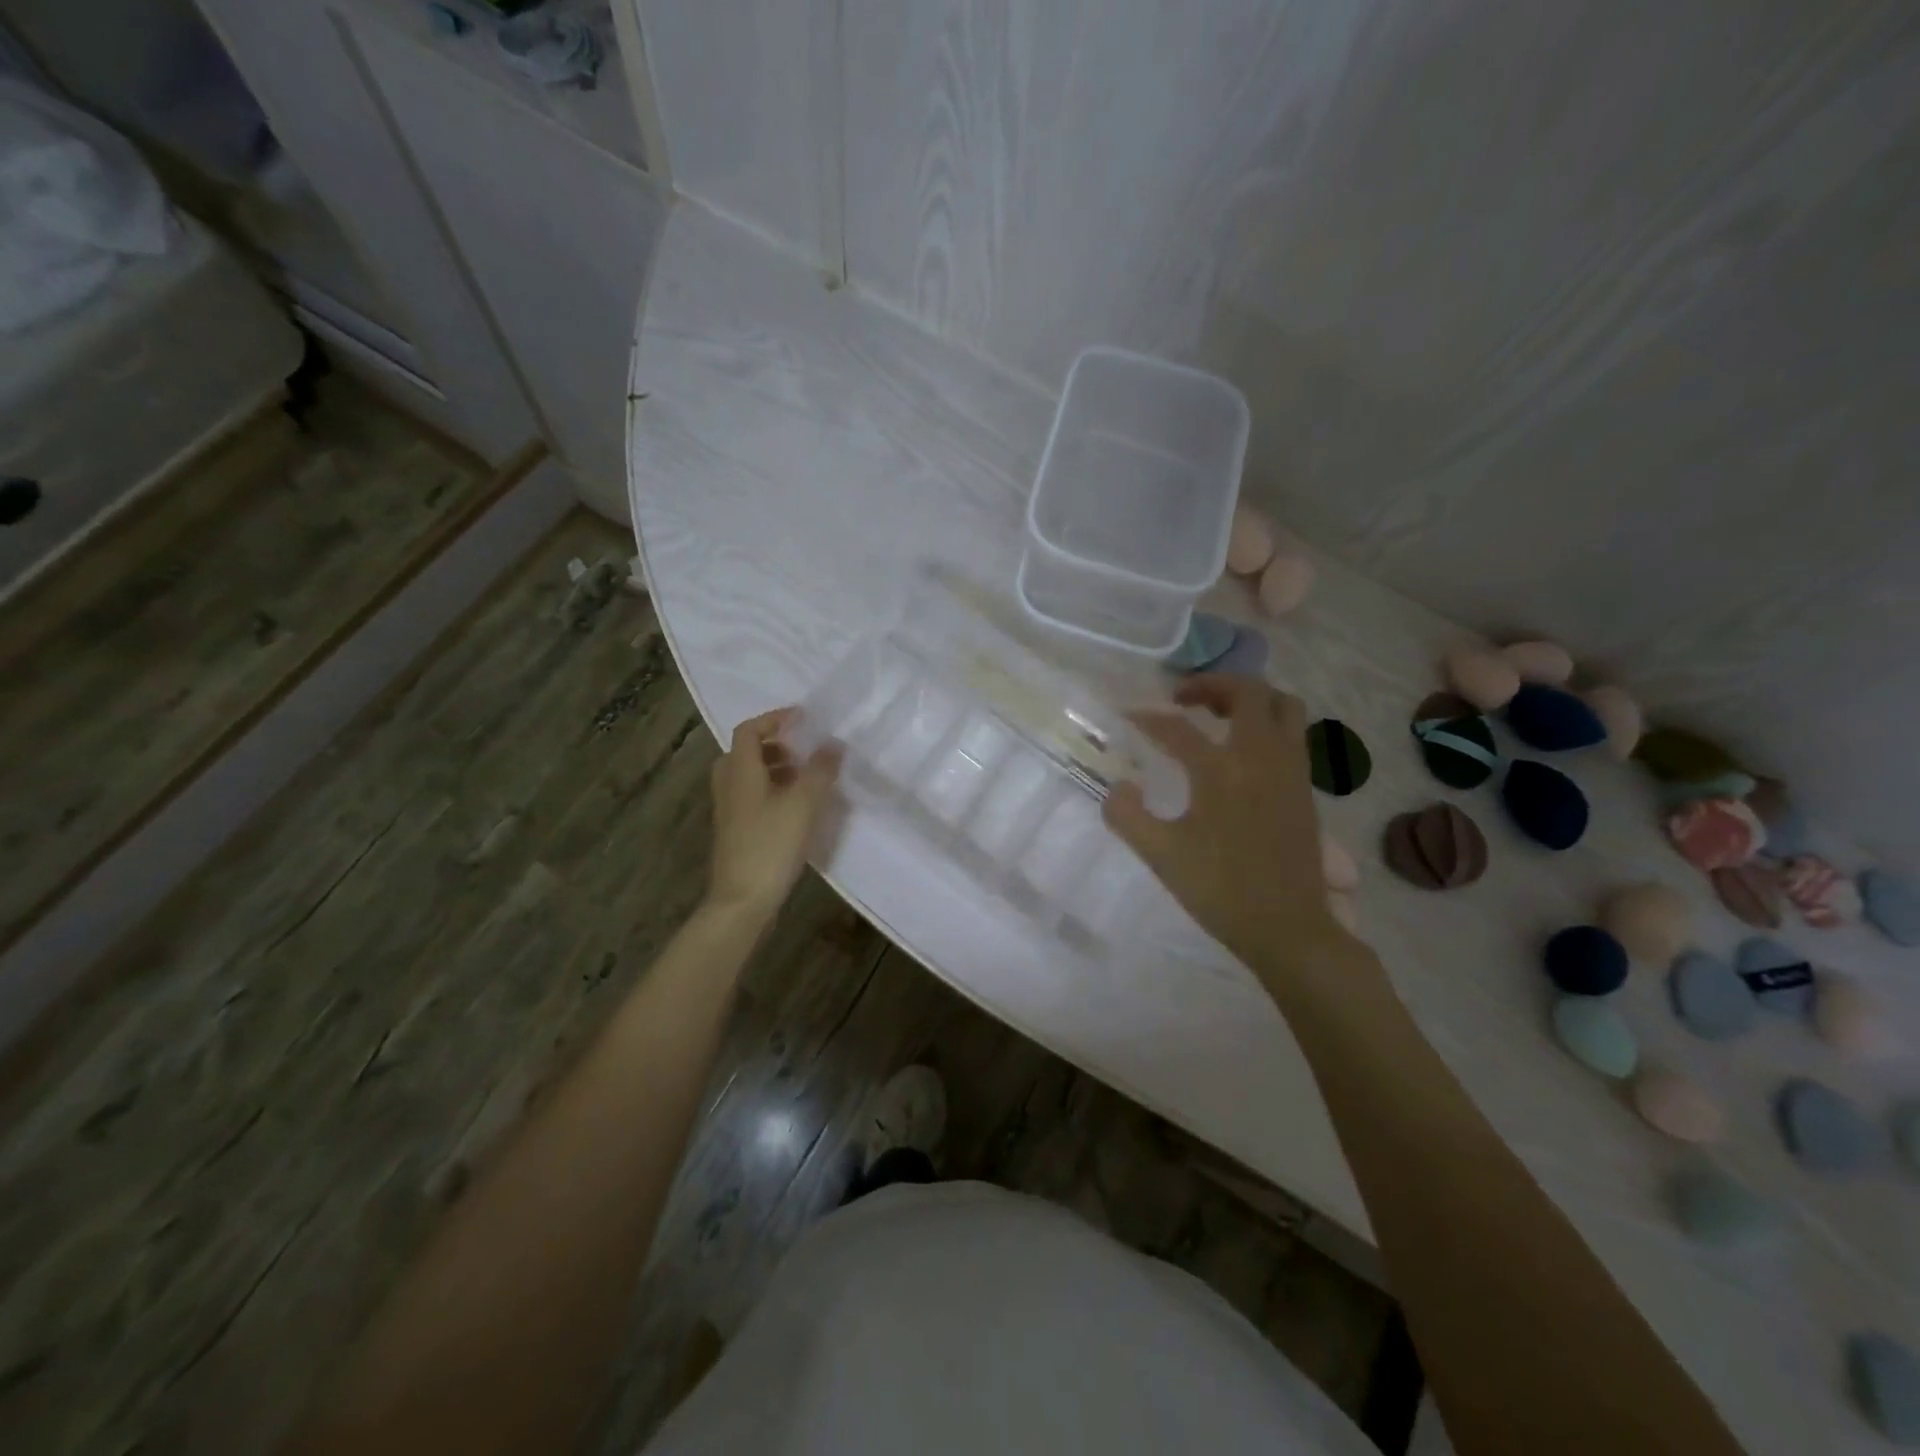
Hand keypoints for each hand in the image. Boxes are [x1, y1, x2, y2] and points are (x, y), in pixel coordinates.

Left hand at [706, 708, 842, 915]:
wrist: (743, 900)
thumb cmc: (771, 844)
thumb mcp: (804, 803)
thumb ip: (820, 770)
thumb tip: (833, 744)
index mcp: (740, 771)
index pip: (749, 730)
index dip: (774, 719)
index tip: (803, 719)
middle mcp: (729, 785)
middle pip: (746, 752)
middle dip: (776, 745)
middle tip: (804, 750)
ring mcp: (729, 811)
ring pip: (749, 777)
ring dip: (776, 769)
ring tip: (807, 778)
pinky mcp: (736, 832)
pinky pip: (753, 797)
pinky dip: (773, 791)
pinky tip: (798, 808)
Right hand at [1103, 675, 1348, 975]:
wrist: (1288, 928)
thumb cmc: (1221, 890)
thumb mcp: (1161, 855)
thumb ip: (1127, 815)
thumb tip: (1118, 786)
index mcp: (1221, 770)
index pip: (1177, 727)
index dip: (1147, 717)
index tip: (1128, 715)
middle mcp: (1260, 756)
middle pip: (1247, 692)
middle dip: (1212, 684)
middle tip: (1182, 700)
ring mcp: (1290, 769)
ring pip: (1282, 705)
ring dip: (1249, 698)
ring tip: (1219, 715)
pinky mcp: (1304, 786)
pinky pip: (1293, 732)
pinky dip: (1268, 723)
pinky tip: (1244, 750)